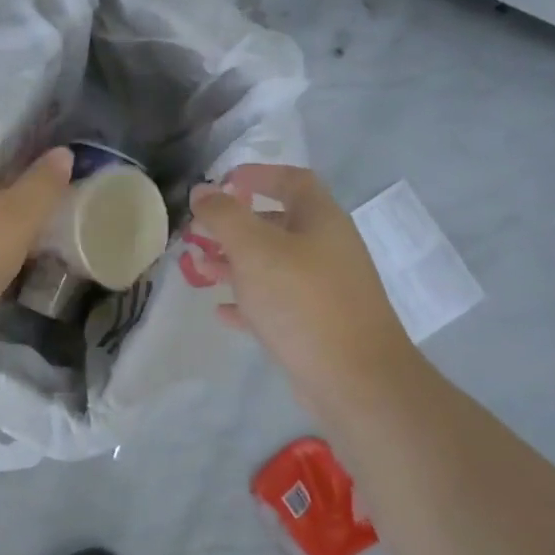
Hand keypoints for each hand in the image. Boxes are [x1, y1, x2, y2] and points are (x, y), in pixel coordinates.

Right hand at [187, 165, 415, 413]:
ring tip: (198, 269)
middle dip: (234, 225)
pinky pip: (277, 303)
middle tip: (198, 233)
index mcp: (321, 220)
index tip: (220, 183)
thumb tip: (203, 190)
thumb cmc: (302, 302)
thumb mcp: (254, 250)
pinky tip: (221, 311)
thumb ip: (224, 216)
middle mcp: (327, 248)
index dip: (256, 174)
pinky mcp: (317, 325)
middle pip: (277, 224)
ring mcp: (325, 289)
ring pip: (273, 266)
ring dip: (235, 263)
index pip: (291, 180)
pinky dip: (248, 302)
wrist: (355, 380)